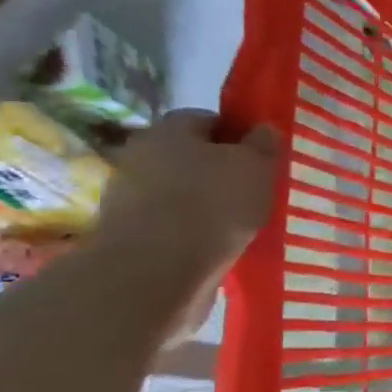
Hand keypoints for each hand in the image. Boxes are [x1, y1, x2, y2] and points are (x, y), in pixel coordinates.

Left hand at [91, 111, 280, 276]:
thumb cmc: (213, 205)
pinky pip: (172, 222)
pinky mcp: (128, 233)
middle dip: (221, 170)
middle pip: (191, 156)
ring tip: (240, 224)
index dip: (239, 136)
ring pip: (181, 190)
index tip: (262, 158)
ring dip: (206, 202)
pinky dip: (193, 230)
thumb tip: (263, 129)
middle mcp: (140, 155)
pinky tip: (217, 244)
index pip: (208, 119)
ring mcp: (128, 196)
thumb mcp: (256, 167)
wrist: (156, 271)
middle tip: (255, 191)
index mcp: (169, 129)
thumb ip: (264, 144)